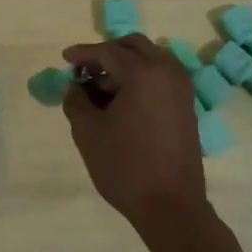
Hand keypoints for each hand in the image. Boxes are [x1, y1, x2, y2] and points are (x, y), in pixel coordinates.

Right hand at [62, 36, 208, 223]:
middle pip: (134, 46)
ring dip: (125, 65)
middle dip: (107, 53)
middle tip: (85, 71)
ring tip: (101, 89)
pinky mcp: (187, 106)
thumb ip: (76, 101)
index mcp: (143, 72)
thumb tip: (73, 87)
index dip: (82, 54)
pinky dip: (140, 78)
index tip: (64, 59)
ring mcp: (182, 88)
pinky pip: (161, 77)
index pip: (107, 51)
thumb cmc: (125, 165)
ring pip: (150, 59)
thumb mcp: (88, 132)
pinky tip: (122, 101)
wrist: (171, 205)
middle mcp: (167, 71)